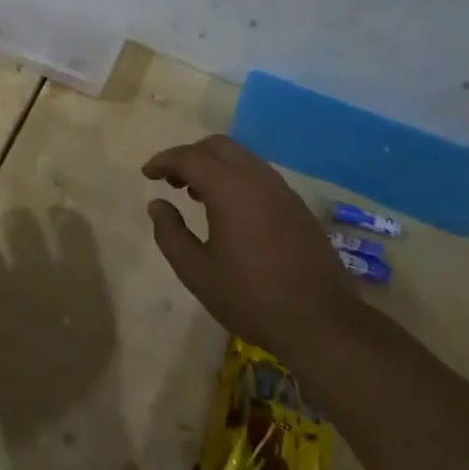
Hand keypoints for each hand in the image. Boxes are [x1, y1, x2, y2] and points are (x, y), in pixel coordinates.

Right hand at [142, 135, 358, 362]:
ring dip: (214, 166)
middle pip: (218, 146)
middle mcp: (258, 179)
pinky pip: (259, 175)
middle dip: (189, 155)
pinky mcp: (297, 206)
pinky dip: (235, 178)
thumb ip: (170, 233)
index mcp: (230, 190)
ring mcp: (282, 191)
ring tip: (195, 195)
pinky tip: (228, 210)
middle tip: (170, 180)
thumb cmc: (251, 298)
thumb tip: (157, 204)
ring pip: (241, 158)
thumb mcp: (196, 272)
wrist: (322, 324)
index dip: (163, 161)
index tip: (147, 174)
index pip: (189, 157)